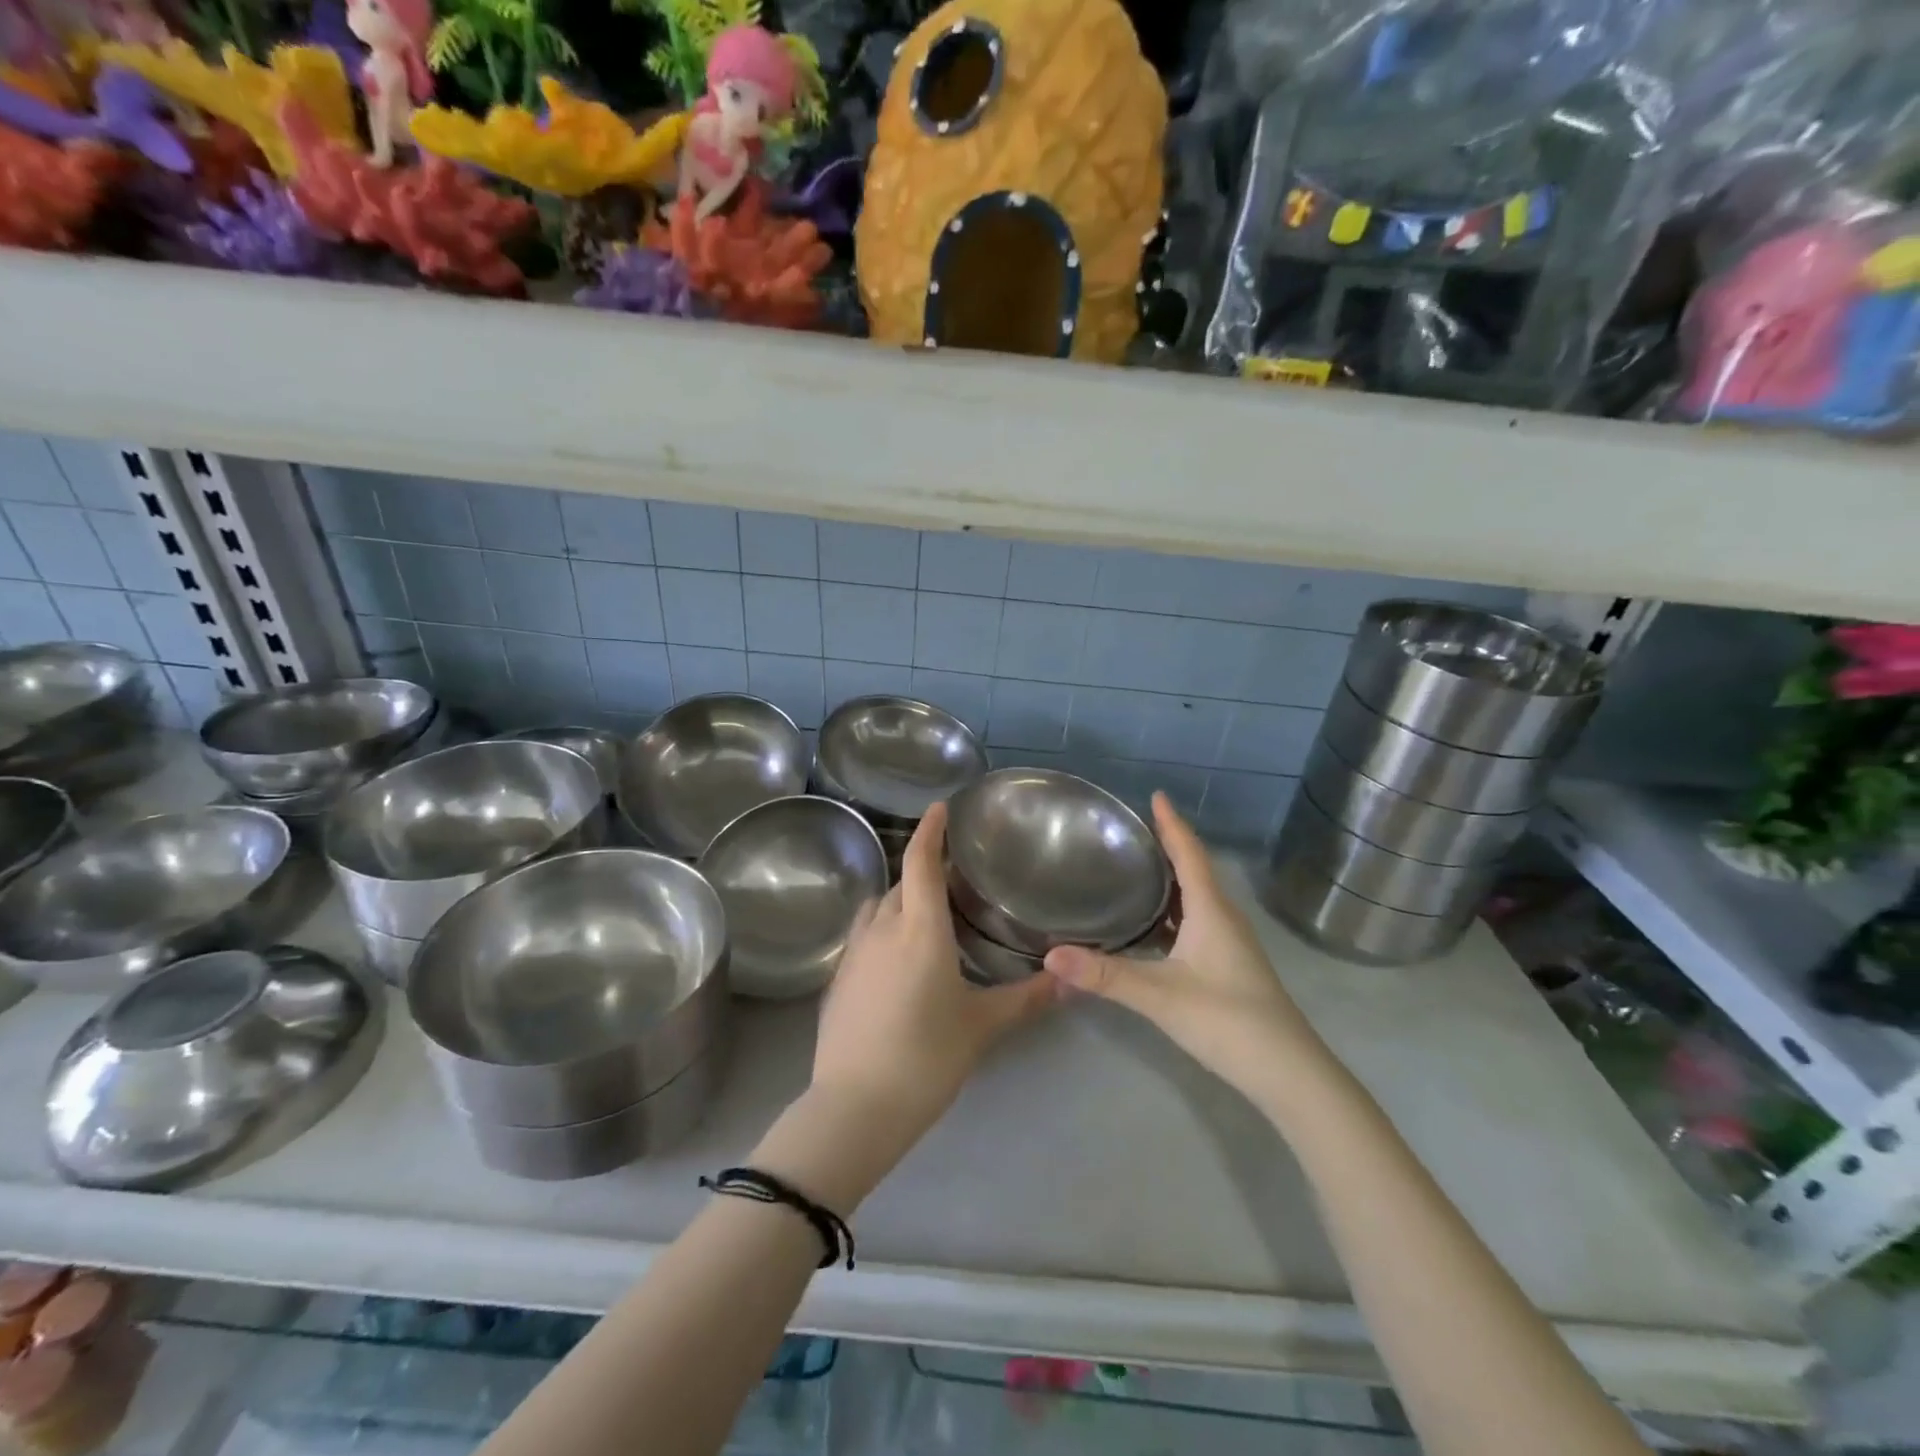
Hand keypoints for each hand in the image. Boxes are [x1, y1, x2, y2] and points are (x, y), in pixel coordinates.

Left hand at [809, 801, 1056, 1152]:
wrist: (854, 1108)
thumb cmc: (926, 1058)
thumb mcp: (982, 1027)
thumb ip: (1027, 999)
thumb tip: (1070, 979)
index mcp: (920, 930)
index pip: (920, 862)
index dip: (929, 830)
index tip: (940, 808)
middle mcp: (882, 929)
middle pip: (900, 883)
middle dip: (923, 870)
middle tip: (953, 876)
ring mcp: (853, 953)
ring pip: (878, 907)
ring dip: (899, 899)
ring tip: (926, 914)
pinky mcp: (837, 978)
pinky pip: (863, 935)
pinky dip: (882, 929)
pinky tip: (898, 959)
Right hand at [1044, 793, 1329, 1104]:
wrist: (1289, 1073)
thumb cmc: (1227, 1020)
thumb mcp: (1160, 996)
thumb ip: (1105, 975)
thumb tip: (1051, 955)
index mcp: (1212, 910)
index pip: (1189, 854)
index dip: (1172, 824)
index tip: (1155, 795)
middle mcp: (1224, 918)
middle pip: (1194, 870)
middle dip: (1167, 846)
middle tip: (1132, 830)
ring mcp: (1230, 943)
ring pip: (1197, 898)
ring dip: (1171, 880)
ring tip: (1136, 868)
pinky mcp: (1229, 965)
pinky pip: (1197, 922)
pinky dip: (1173, 911)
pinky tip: (1153, 926)